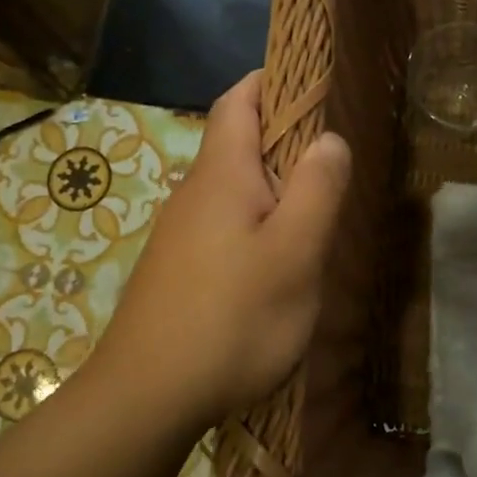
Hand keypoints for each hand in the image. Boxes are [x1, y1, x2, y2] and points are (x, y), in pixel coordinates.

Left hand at [100, 71, 350, 419]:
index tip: (311, 85)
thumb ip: (317, 190)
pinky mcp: (177, 268)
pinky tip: (274, 270)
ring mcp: (180, 232)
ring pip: (234, 190)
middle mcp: (194, 192)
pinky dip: (255, 227)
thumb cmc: (231, 318)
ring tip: (312, 227)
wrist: (146, 396)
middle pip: (239, 144)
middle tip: (330, 173)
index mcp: (222, 174)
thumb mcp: (294, 254)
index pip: (240, 99)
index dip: (272, 81)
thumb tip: (329, 138)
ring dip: (273, 192)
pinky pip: (223, 227)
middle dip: (285, 144)